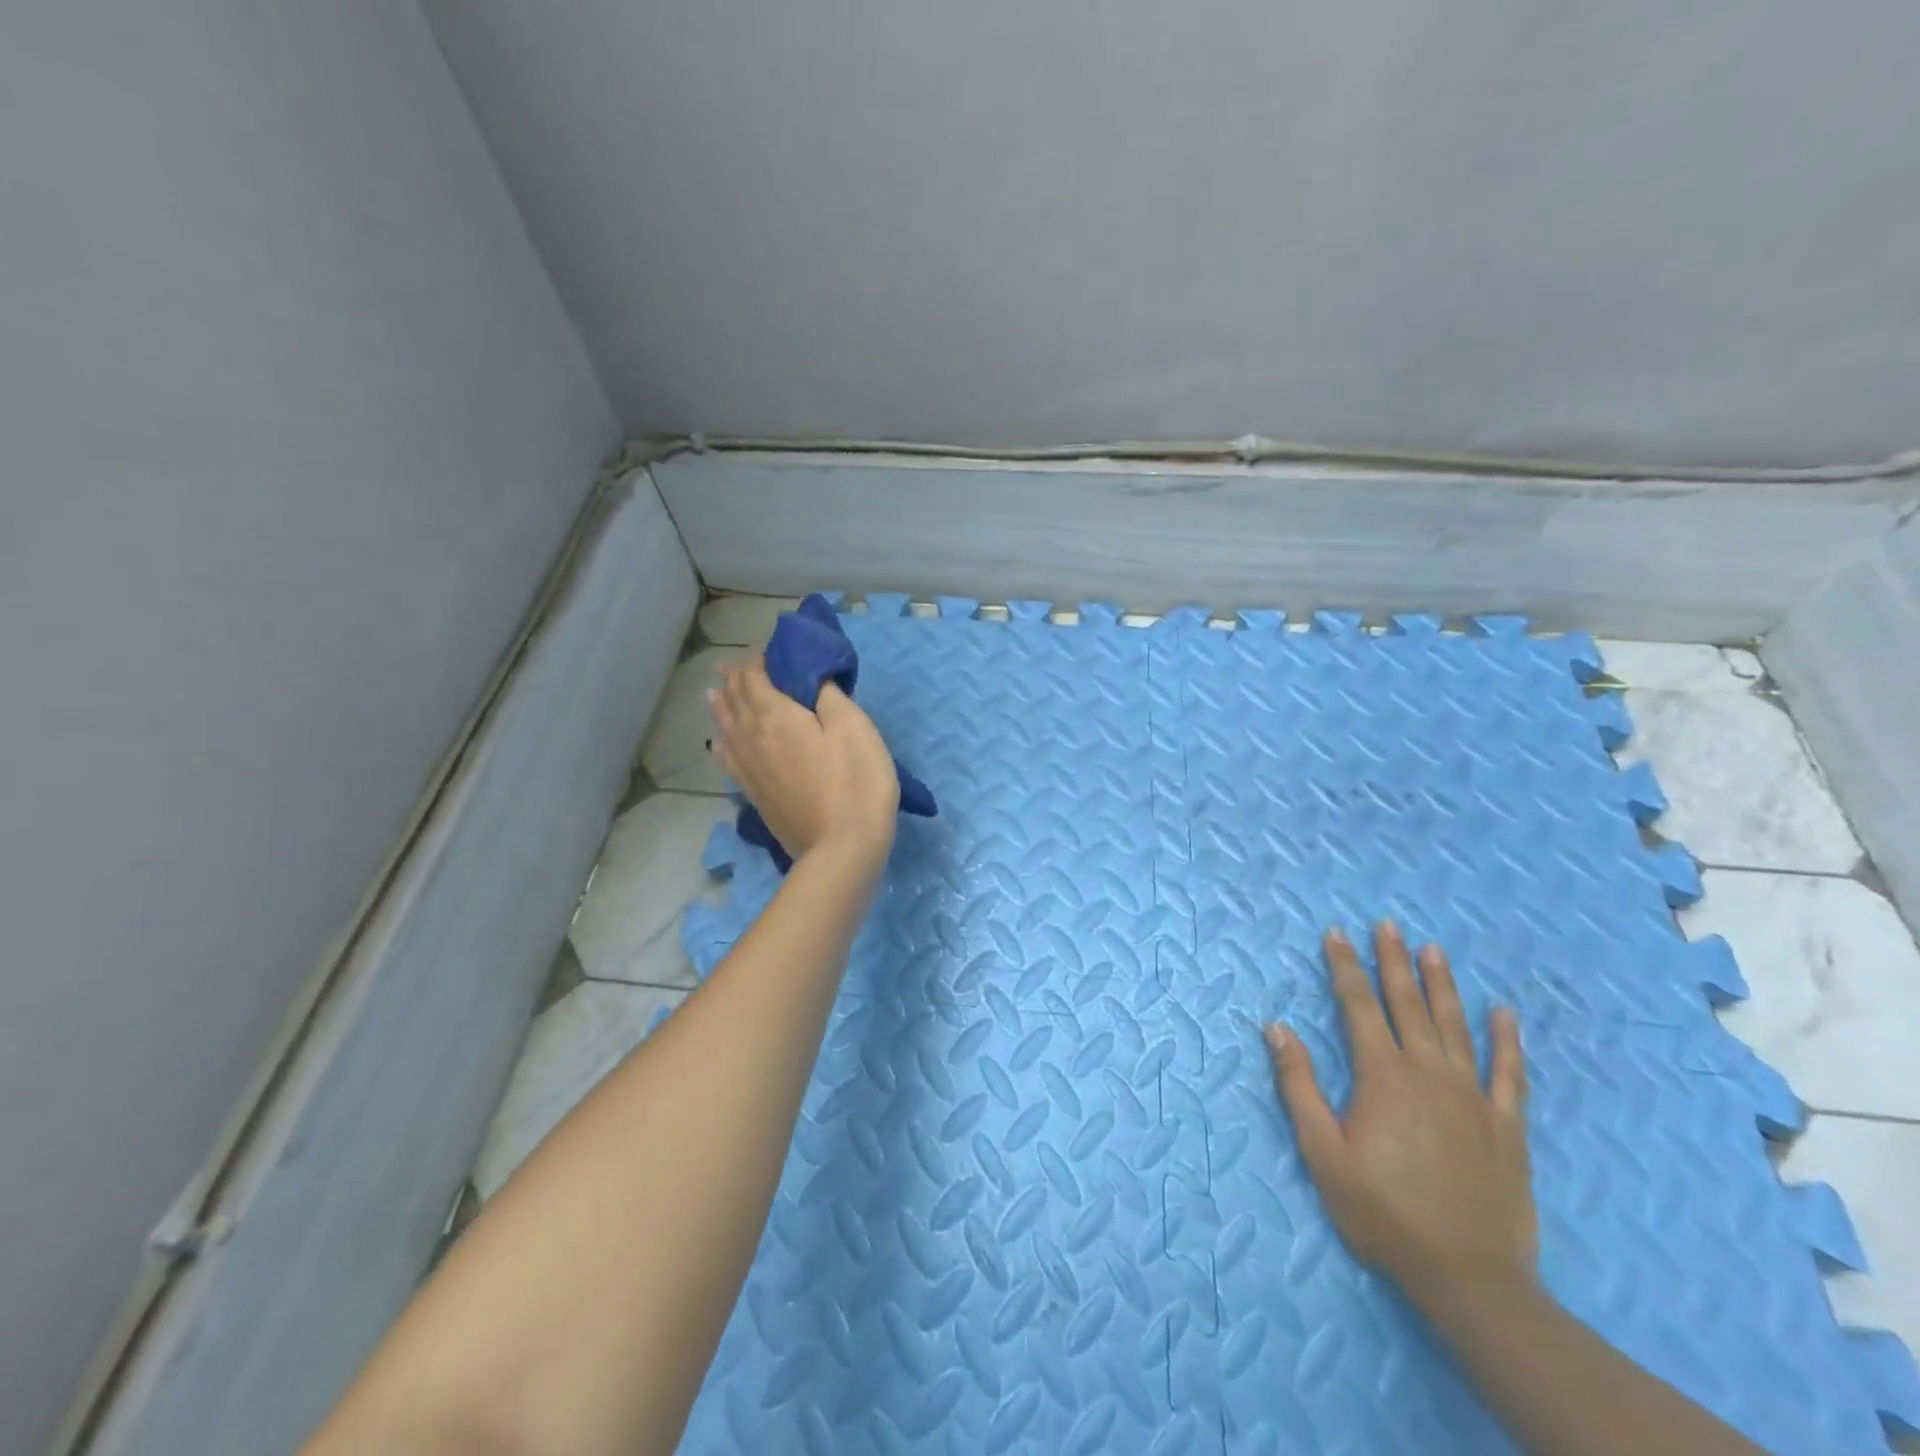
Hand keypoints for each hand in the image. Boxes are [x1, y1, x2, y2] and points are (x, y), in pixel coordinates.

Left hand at [710, 659, 898, 867]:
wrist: (841, 850)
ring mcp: (751, 770)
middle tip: (736, 666)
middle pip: (738, 701)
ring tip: (715, 693)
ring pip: (728, 729)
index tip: (770, 653)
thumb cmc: (855, 783)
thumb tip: (810, 675)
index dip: (759, 662)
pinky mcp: (756, 795)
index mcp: (777, 716)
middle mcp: (754, 738)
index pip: (755, 678)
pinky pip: (730, 760)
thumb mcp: (854, 728)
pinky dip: (723, 744)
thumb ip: (828, 695)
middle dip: (737, 680)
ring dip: (723, 707)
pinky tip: (719, 744)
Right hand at [1265, 923, 1534, 1310]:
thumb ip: (1299, 1085)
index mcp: (1382, 1076)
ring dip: (1442, 985)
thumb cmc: (1383, 1212)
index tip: (1336, 934)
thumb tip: (1277, 1028)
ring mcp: (1472, 1096)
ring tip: (1433, 949)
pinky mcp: (1506, 1126)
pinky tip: (1504, 1013)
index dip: (1344, 967)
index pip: (1358, 1006)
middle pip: (1407, 1004)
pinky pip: (1510, 1073)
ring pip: (1455, 1026)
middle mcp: (1428, 1072)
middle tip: (1387, 924)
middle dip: (1392, 961)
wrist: (1469, 1278)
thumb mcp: (1322, 1152)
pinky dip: (1507, 1040)